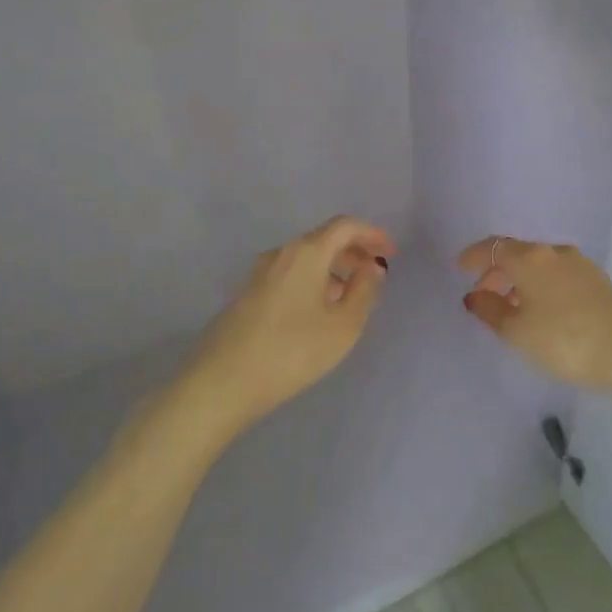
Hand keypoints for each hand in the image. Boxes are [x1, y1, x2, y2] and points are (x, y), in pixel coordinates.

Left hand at [184, 215, 394, 436]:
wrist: (220, 384)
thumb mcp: (342, 326)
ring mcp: (258, 274)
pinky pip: (289, 276)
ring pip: (305, 260)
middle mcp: (281, 254)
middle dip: (353, 252)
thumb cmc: (291, 351)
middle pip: (324, 240)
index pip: (345, 226)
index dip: (372, 234)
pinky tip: (317, 313)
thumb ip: (364, 291)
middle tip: (374, 274)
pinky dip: (312, 283)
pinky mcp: (246, 296)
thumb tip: (372, 267)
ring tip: (350, 299)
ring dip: (332, 270)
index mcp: (307, 252)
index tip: (391, 252)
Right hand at [457, 235, 611, 391]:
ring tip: (511, 307)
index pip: (494, 247)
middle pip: (518, 253)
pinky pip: (557, 275)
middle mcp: (554, 252)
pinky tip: (542, 310)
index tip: (460, 267)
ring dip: (520, 280)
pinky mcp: (598, 280)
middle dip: (497, 271)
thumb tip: (474, 295)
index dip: (474, 256)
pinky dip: (541, 286)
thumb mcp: (518, 332)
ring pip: (539, 265)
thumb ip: (491, 311)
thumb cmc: (565, 340)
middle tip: (483, 295)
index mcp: (530, 258)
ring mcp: (580, 264)